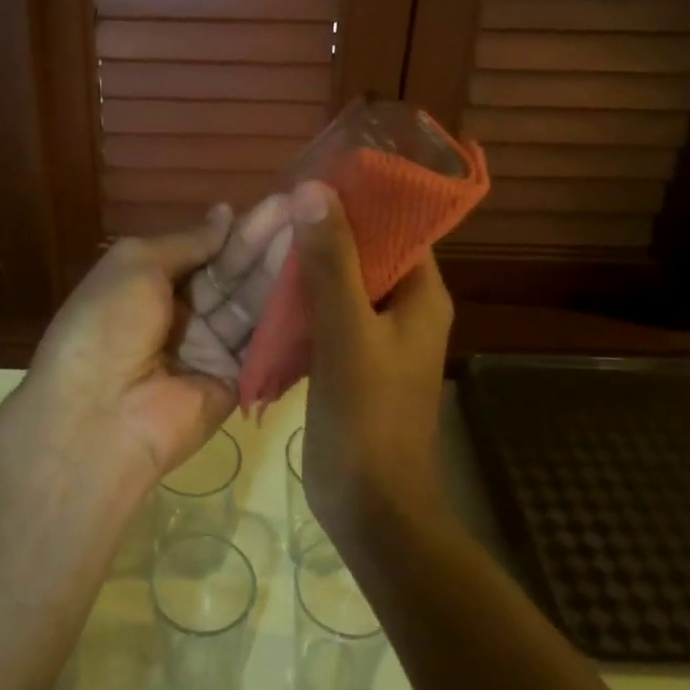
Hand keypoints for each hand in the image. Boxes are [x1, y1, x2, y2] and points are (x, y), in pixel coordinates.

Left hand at [25, 199, 293, 490]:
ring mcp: (210, 348)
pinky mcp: (236, 381)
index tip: (281, 202)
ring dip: (279, 272)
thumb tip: (226, 213)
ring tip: (316, 236)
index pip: (206, 250)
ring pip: (251, 304)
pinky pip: (264, 345)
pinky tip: (315, 283)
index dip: (239, 228)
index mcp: (152, 283)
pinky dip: (286, 316)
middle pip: (232, 274)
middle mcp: (183, 313)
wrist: (99, 416)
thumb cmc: (107, 325)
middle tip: (308, 211)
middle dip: (266, 243)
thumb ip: (187, 241)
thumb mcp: (136, 264)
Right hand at [289, 181, 453, 547]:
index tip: (314, 181)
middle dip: (327, 231)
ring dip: (312, 266)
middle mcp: (406, 309)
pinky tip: (269, 292)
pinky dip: (305, 302)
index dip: (362, 200)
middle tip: (278, 211)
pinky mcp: (353, 361)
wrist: (372, 508)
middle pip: (369, 252)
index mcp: (422, 295)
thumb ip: (331, 261)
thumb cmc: (368, 416)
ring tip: (267, 243)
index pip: (399, 227)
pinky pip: (330, 316)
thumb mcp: (347, 331)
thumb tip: (314, 190)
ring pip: (345, 284)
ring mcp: (379, 338)